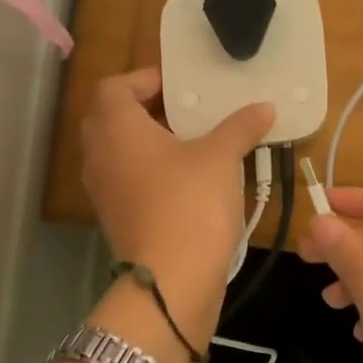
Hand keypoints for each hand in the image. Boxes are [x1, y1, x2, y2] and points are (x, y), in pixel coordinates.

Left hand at [81, 69, 272, 354]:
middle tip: (186, 111)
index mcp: (116, 128)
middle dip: (146, 109)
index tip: (179, 86)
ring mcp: (103, 190)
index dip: (144, 79)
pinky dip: (148, 170)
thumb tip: (264, 107)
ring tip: (191, 142)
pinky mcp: (114, 217)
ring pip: (118, 150)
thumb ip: (240, 126)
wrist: (170, 282)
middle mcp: (99, 154)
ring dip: (148, 141)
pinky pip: (125, 179)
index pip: (114, 87)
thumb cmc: (190, 205)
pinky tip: (186, 179)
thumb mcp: (221, 158)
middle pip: (111, 117)